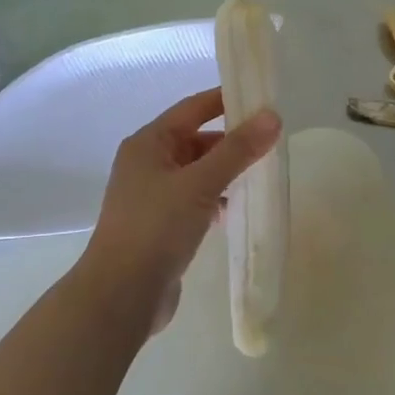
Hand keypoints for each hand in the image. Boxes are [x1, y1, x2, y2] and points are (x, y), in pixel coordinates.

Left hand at [81, 89, 282, 331]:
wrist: (121, 295)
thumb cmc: (156, 228)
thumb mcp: (200, 184)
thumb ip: (237, 151)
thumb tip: (272, 117)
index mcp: (148, 143)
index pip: (192, 108)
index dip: (225, 100)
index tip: (261, 99)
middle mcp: (147, 163)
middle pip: (195, 140)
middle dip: (230, 141)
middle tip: (271, 142)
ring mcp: (151, 196)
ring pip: (196, 172)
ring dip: (224, 172)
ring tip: (260, 175)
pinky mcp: (160, 225)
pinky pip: (193, 200)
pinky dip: (214, 199)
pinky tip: (235, 209)